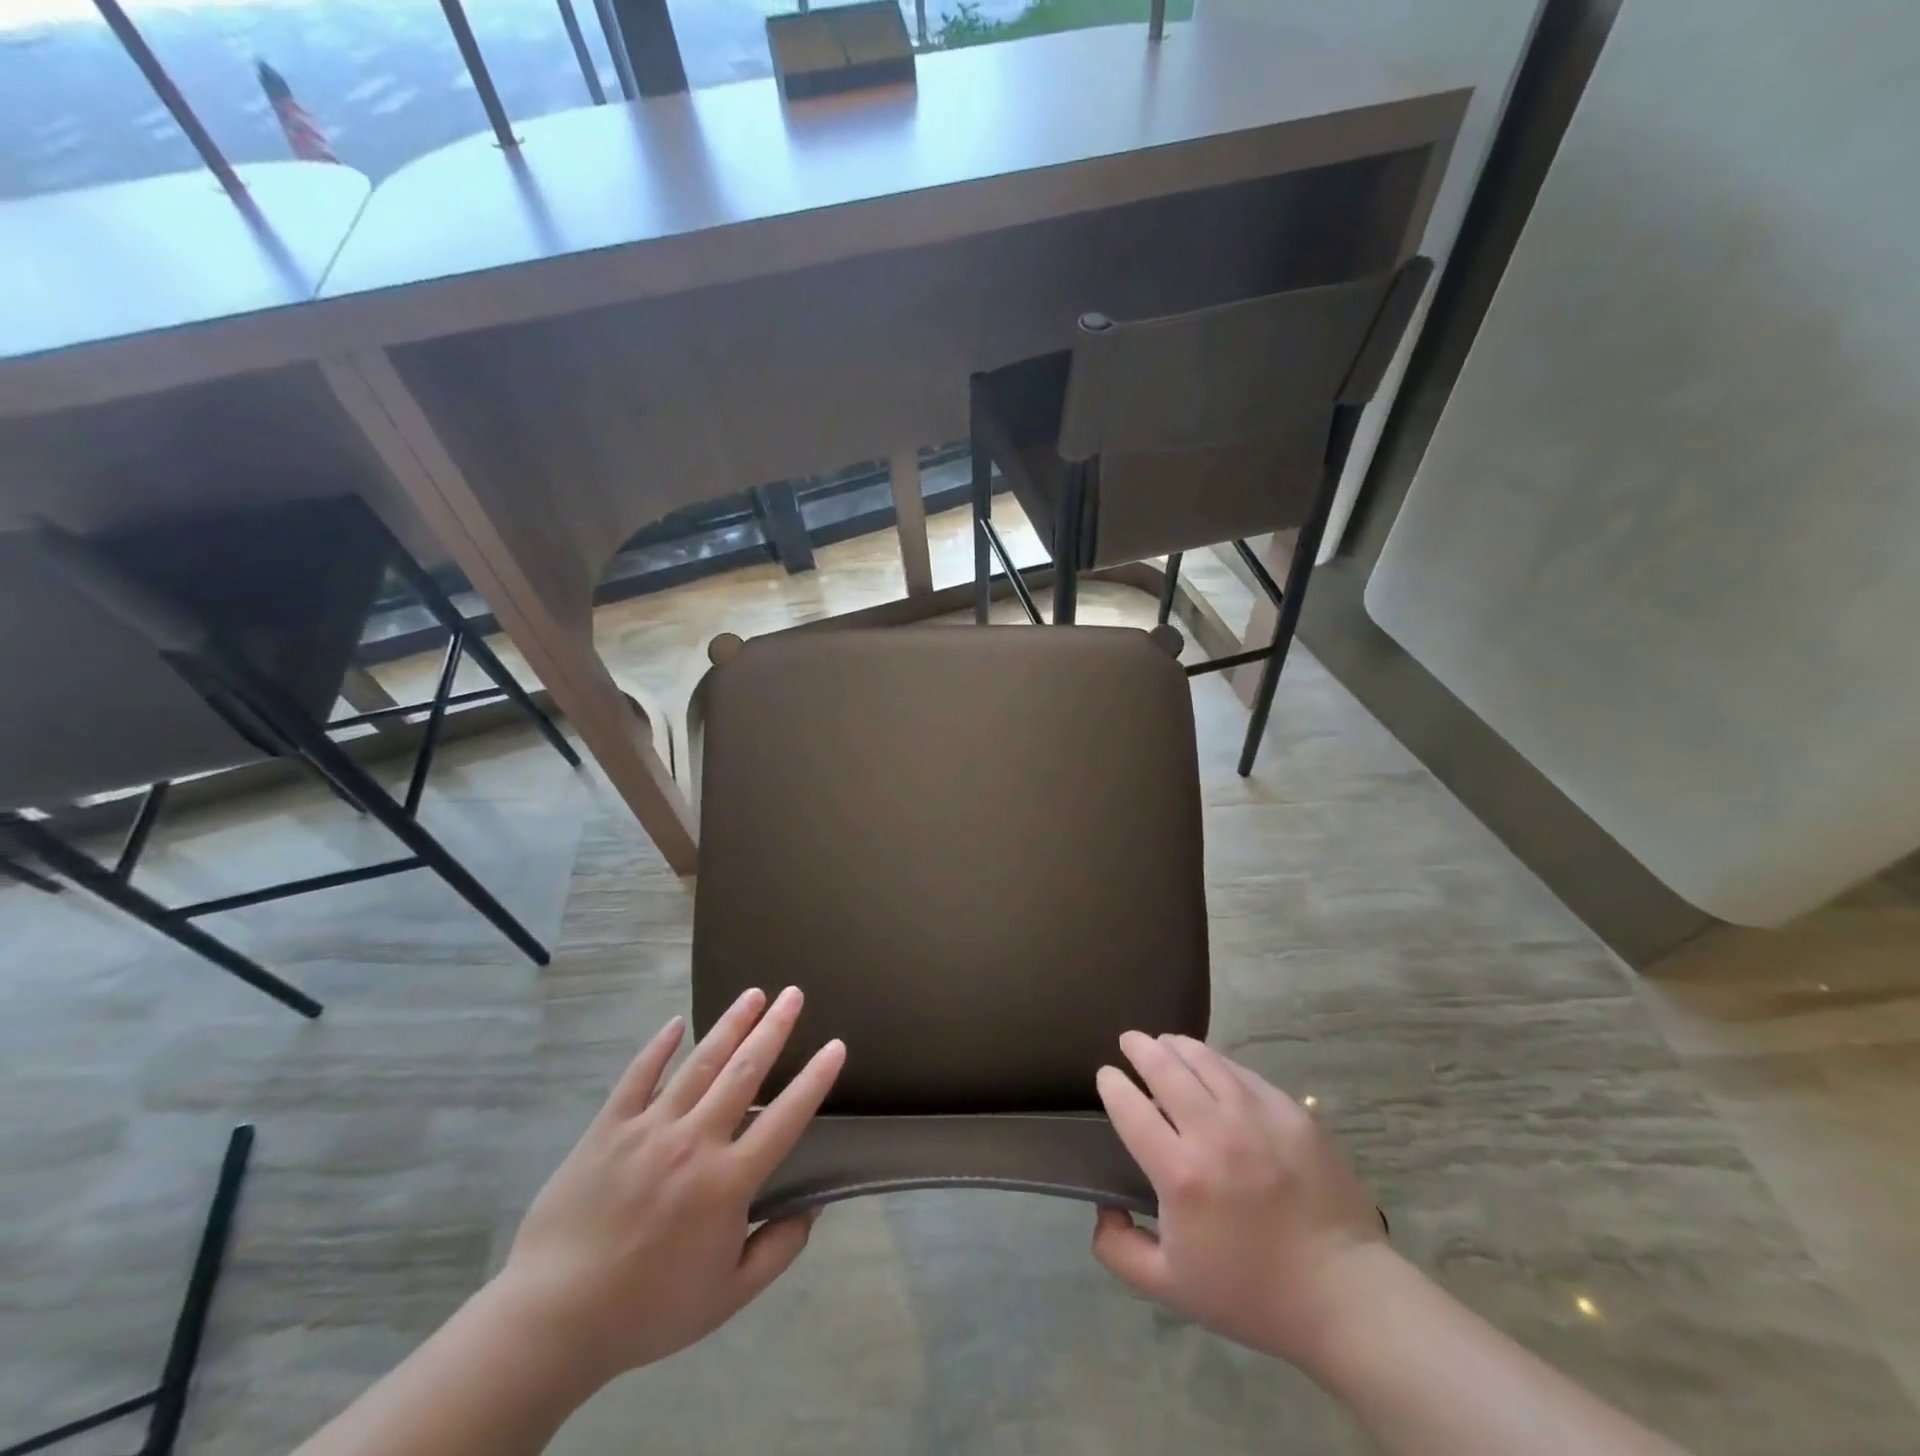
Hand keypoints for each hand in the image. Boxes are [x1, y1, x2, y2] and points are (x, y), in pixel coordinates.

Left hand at [492, 987, 844, 1392]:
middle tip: (794, 994)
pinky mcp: (609, 1127)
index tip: (835, 1046)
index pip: (785, 1117)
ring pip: (699, 1063)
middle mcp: (694, 1141)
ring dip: (730, 1025)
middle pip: (744, 1071)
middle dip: (773, 1028)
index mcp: (728, 1182)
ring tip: (753, 993)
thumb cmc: (648, 1309)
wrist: (553, 1319)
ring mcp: (649, 1128)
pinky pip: (638, 1076)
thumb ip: (778, 1249)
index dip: (814, 1079)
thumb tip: (814, 1206)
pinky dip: (658, 1046)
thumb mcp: (728, 1296)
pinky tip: (676, 1023)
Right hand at [1092, 1033, 1391, 1375]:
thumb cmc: (1252, 1293)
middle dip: (1139, 1047)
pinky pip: (1242, 1073)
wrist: (1344, 1295)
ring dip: (1176, 1045)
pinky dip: (1217, 1062)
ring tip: (1165, 1042)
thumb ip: (1120, 1250)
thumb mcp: (1171, 1289)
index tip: (1106, 1077)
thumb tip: (1103, 1206)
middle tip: (1129, 1041)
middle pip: (1164, 1067)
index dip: (1111, 1084)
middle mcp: (1213, 1133)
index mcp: (1180, 1174)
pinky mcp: (1290, 1111)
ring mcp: (1256, 1116)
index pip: (1129, 1108)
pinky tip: (1211, 1065)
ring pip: (1204, 1059)